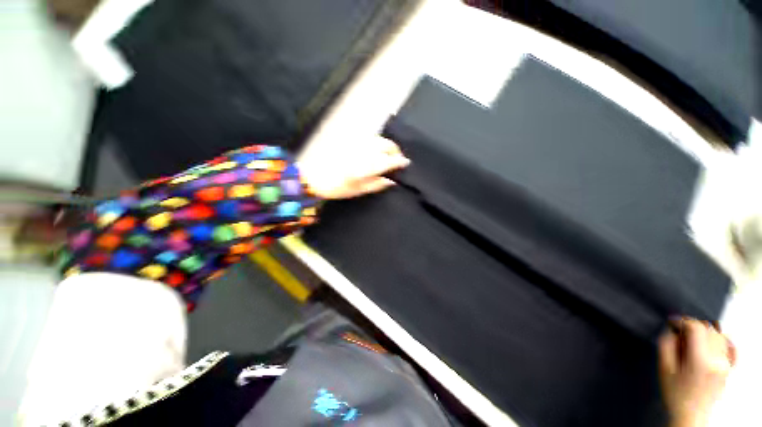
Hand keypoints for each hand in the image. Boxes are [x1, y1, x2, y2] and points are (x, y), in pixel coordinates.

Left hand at [297, 136, 409, 199]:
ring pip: (378, 139)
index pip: (390, 159)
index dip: (400, 161)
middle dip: (395, 150)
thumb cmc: (336, 187)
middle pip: (387, 145)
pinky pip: (368, 138)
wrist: (312, 177)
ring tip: (386, 154)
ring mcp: (357, 143)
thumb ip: (376, 184)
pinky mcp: (350, 139)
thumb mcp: (358, 190)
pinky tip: (373, 149)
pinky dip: (375, 142)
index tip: (405, 163)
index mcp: (369, 165)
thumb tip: (391, 180)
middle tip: (396, 159)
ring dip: (386, 145)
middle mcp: (365, 150)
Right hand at [659, 318, 735, 426]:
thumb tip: (670, 331)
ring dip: (711, 339)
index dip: (685, 323)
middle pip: (709, 328)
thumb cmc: (679, 406)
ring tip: (701, 356)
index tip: (678, 324)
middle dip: (698, 332)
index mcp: (698, 360)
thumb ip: (666, 352)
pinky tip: (721, 351)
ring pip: (720, 335)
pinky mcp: (730, 365)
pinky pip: (733, 346)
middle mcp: (715, 356)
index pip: (694, 326)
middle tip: (689, 345)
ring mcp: (725, 360)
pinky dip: (728, 344)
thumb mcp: (667, 381)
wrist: (690, 423)